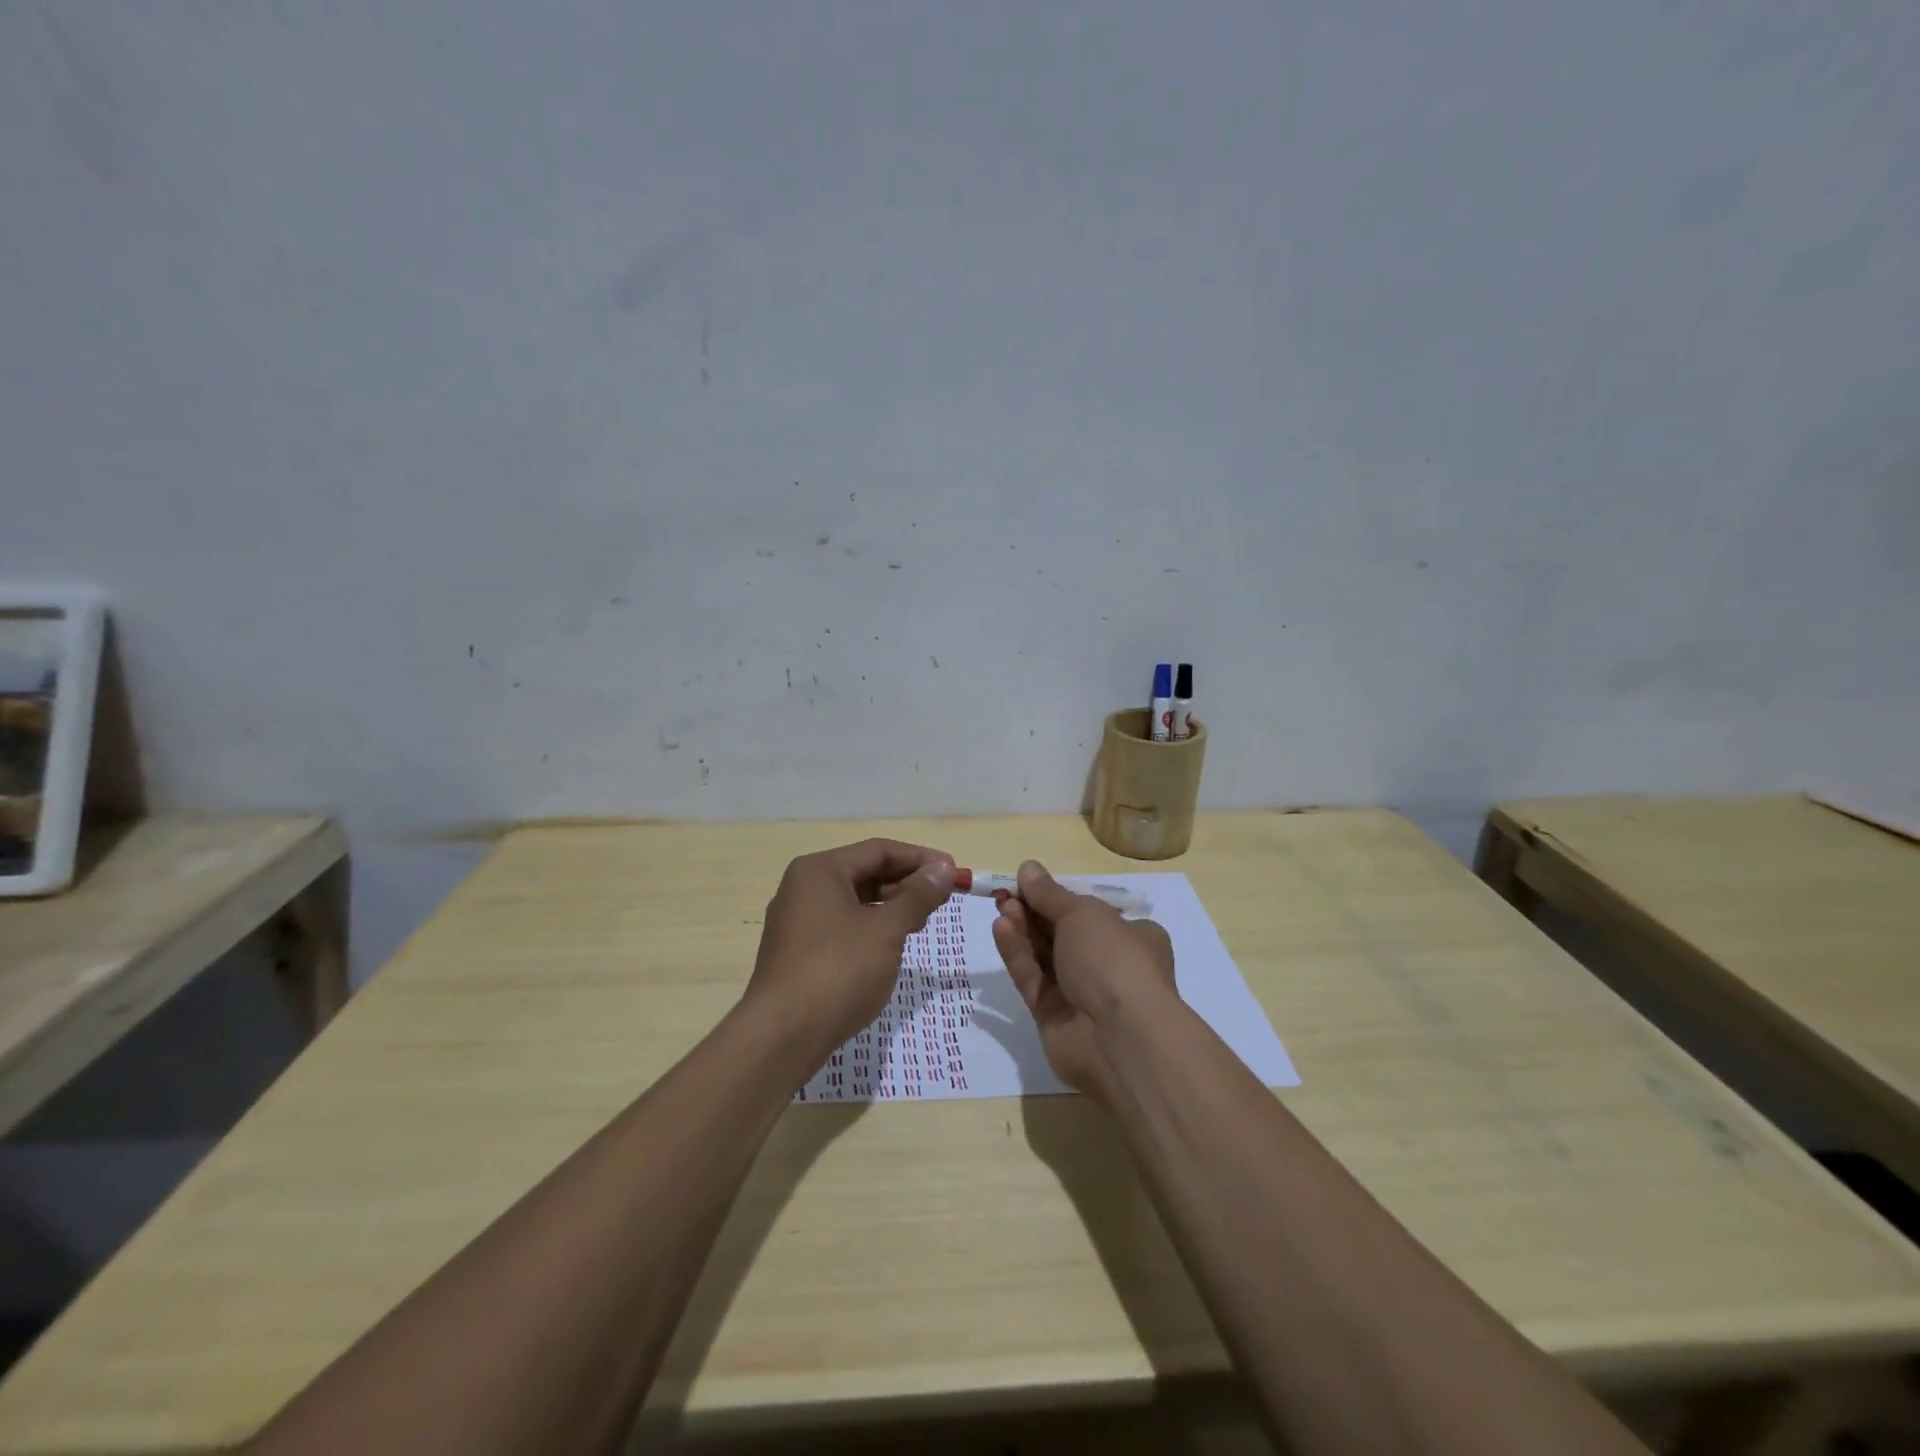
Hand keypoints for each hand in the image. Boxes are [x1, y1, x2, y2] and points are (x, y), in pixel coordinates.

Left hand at [746, 839, 956, 1061]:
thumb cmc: (838, 971)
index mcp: (820, 870)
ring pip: (854, 900)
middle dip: (907, 882)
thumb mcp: (886, 930)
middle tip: (944, 896)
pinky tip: (893, 943)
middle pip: (865, 872)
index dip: (920, 858)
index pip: (878, 850)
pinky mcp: (798, 951)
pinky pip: (842, 924)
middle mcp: (803, 887)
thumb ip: (917, 896)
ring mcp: (797, 921)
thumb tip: (943, 869)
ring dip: (891, 905)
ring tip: (924, 920)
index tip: (954, 872)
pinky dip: (871, 926)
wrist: (782, 1036)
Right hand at [992, 860, 1176, 1102]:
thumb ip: (1050, 894)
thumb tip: (1027, 868)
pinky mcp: (1054, 1016)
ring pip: (1045, 956)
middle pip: (1063, 933)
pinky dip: (1018, 955)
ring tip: (1001, 906)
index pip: (1091, 913)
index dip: (1059, 897)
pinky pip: (1033, 979)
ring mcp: (1081, 993)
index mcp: (1132, 937)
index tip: (1028, 883)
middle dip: (1034, 912)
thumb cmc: (1113, 960)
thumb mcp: (1083, 914)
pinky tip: (1001, 929)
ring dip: (1023, 930)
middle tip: (1006, 894)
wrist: (1120, 1039)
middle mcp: (1108, 964)